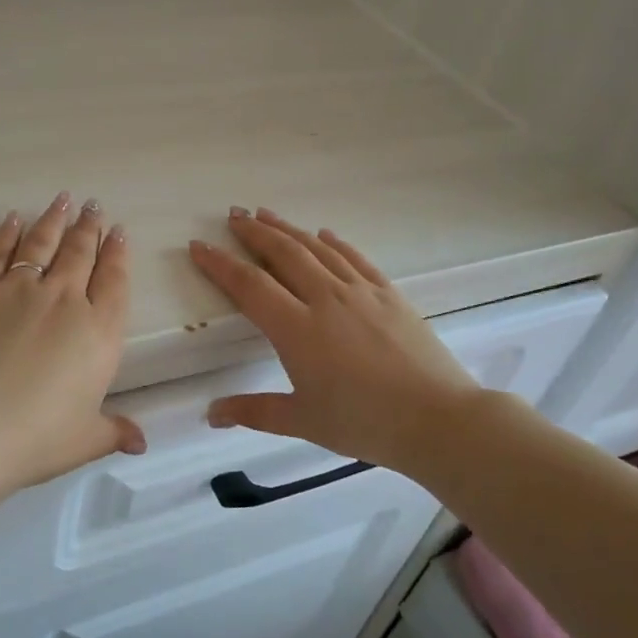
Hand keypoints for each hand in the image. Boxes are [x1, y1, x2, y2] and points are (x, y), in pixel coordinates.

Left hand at [0, 193, 144, 494]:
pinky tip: (13, 219)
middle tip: (94, 206)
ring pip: (43, 243)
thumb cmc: (33, 439)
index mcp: (98, 332)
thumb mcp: (83, 440)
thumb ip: (114, 432)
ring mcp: (19, 290)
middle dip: (90, 227)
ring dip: (55, 219)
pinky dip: (7, 233)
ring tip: (64, 199)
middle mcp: (64, 300)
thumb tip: (141, 442)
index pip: (114, 281)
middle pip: (81, 253)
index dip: (118, 254)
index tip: (119, 231)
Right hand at [188, 208, 484, 475]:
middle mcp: (325, 299)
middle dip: (254, 232)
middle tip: (233, 215)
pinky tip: (324, 234)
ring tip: (266, 214)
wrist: (438, 418)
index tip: (199, 245)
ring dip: (289, 229)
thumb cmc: (365, 423)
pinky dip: (335, 243)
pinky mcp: (389, 294)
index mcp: (297, 329)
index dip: (220, 263)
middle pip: (283, 253)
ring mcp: (361, 292)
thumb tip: (211, 414)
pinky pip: (356, 259)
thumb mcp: (303, 421)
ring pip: (317, 249)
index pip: (249, 285)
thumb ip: (254, 412)